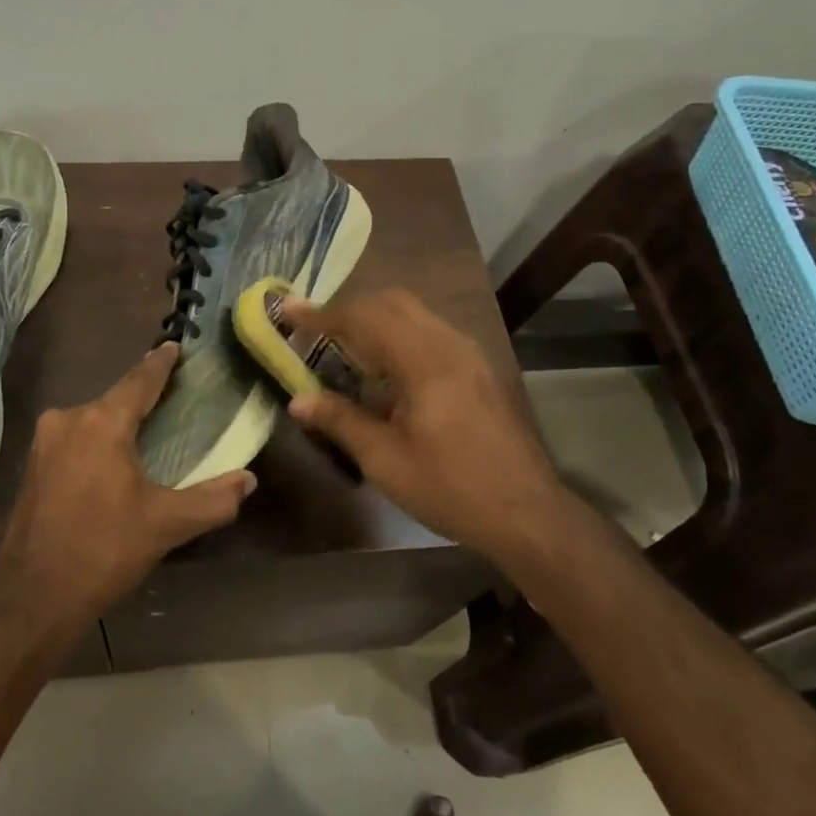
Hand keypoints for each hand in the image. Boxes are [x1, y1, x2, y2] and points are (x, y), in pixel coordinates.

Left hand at [0, 342, 256, 626]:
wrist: (33, 597)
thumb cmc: (104, 550)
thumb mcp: (167, 525)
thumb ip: (214, 500)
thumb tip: (248, 481)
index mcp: (102, 423)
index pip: (140, 380)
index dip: (161, 362)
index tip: (176, 346)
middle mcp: (69, 419)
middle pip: (116, 399)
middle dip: (143, 398)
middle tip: (175, 401)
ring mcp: (44, 442)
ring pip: (93, 420)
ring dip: (119, 423)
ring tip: (149, 434)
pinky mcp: (33, 465)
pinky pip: (75, 439)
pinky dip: (98, 442)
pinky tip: (114, 463)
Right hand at [279, 290, 565, 569]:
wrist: (527, 513)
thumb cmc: (451, 488)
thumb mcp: (386, 460)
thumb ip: (340, 421)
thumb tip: (298, 400)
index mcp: (425, 361)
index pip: (365, 318)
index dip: (322, 314)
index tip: (288, 310)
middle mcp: (450, 344)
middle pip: (393, 302)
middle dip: (350, 309)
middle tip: (315, 329)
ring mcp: (470, 354)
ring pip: (415, 315)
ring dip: (376, 321)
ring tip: (344, 348)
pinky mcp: (479, 369)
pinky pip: (430, 333)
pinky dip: (399, 336)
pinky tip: (386, 372)